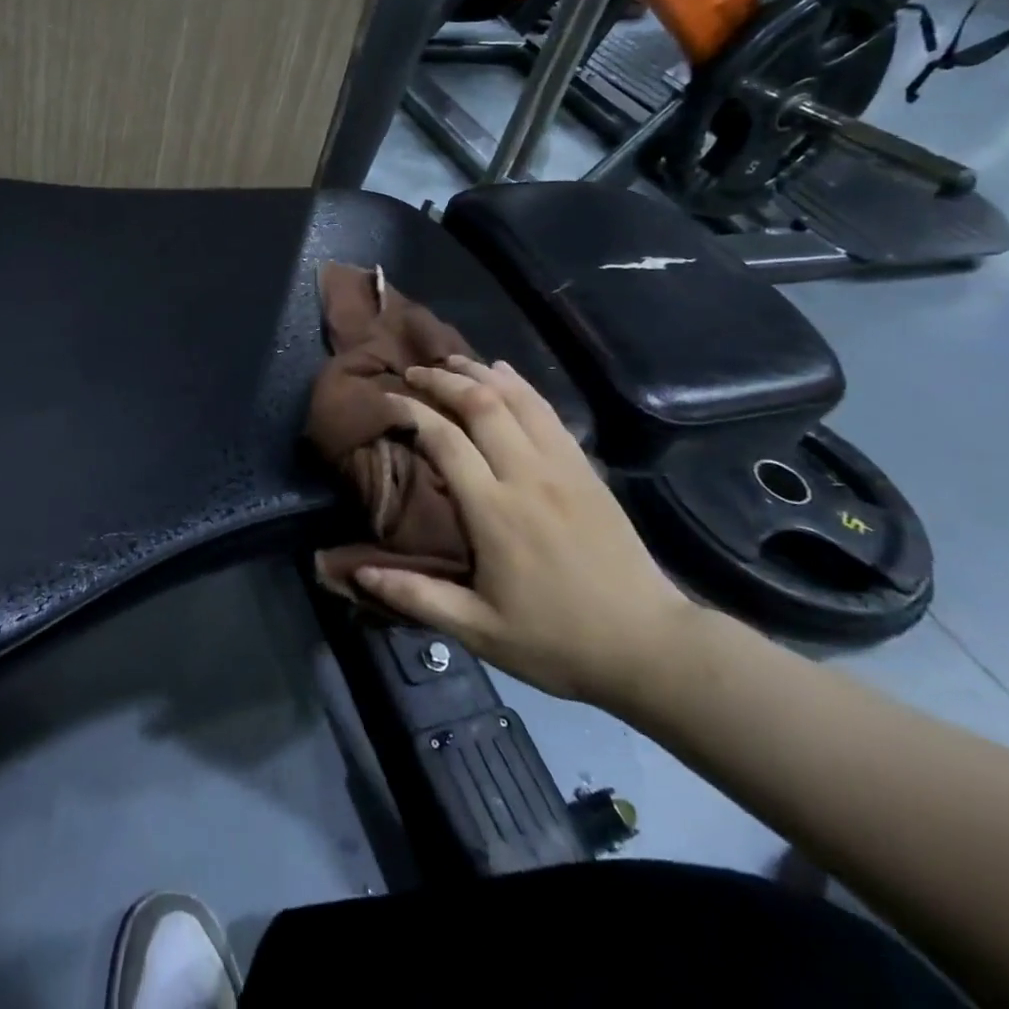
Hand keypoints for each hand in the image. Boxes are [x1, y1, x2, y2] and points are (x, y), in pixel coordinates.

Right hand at [352, 356, 693, 707]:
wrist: (650, 646)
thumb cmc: (557, 640)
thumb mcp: (480, 631)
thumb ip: (417, 596)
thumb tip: (357, 572)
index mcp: (495, 512)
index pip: (445, 440)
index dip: (412, 412)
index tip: (387, 399)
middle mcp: (527, 476)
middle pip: (481, 404)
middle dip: (442, 380)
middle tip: (413, 373)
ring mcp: (563, 467)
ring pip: (517, 399)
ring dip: (480, 373)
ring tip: (451, 361)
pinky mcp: (586, 469)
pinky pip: (549, 412)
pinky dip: (520, 385)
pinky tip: (504, 373)